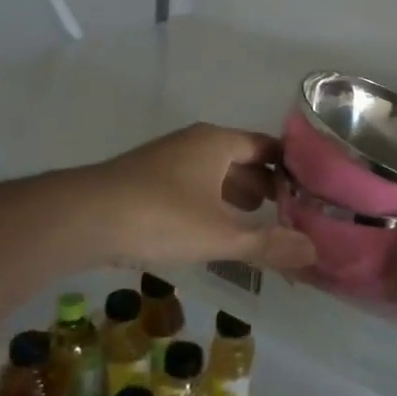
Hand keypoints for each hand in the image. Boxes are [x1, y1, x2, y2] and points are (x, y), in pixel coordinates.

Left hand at [85, 123, 315, 273]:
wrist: (82, 218)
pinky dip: (211, 202)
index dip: (290, 167)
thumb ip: (268, 244)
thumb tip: (314, 252)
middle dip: (265, 184)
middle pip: (241, 158)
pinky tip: (213, 228)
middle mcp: (194, 143)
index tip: (311, 191)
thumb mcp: (221, 235)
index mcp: (217, 143)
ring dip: (236, 194)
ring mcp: (167, 160)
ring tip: (258, 219)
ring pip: (214, 173)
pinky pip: (192, 186)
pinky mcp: (146, 181)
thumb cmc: (161, 217)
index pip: (267, 146)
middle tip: (290, 210)